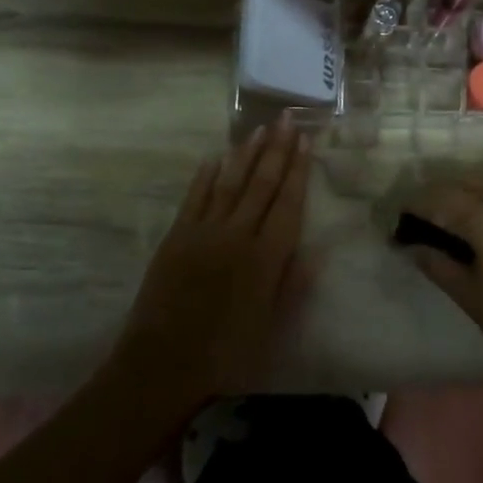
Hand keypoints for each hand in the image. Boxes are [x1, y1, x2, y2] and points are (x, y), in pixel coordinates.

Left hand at [115, 120, 313, 412]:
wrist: (163, 363)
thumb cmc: (227, 353)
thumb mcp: (272, 326)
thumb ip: (295, 284)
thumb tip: (319, 249)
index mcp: (266, 257)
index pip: (288, 203)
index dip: (299, 170)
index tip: (306, 142)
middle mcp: (238, 235)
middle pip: (261, 184)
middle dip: (277, 150)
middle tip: (287, 119)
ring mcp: (204, 231)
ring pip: (230, 182)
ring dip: (246, 154)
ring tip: (259, 129)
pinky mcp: (177, 236)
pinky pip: (194, 197)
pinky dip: (206, 175)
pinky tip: (216, 157)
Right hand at [400, 166, 482, 374]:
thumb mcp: (470, 296)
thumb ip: (438, 265)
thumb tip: (413, 248)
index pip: (440, 200)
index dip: (415, 206)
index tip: (399, 219)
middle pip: (463, 183)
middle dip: (436, 195)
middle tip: (419, 216)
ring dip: (465, 185)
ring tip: (450, 207)